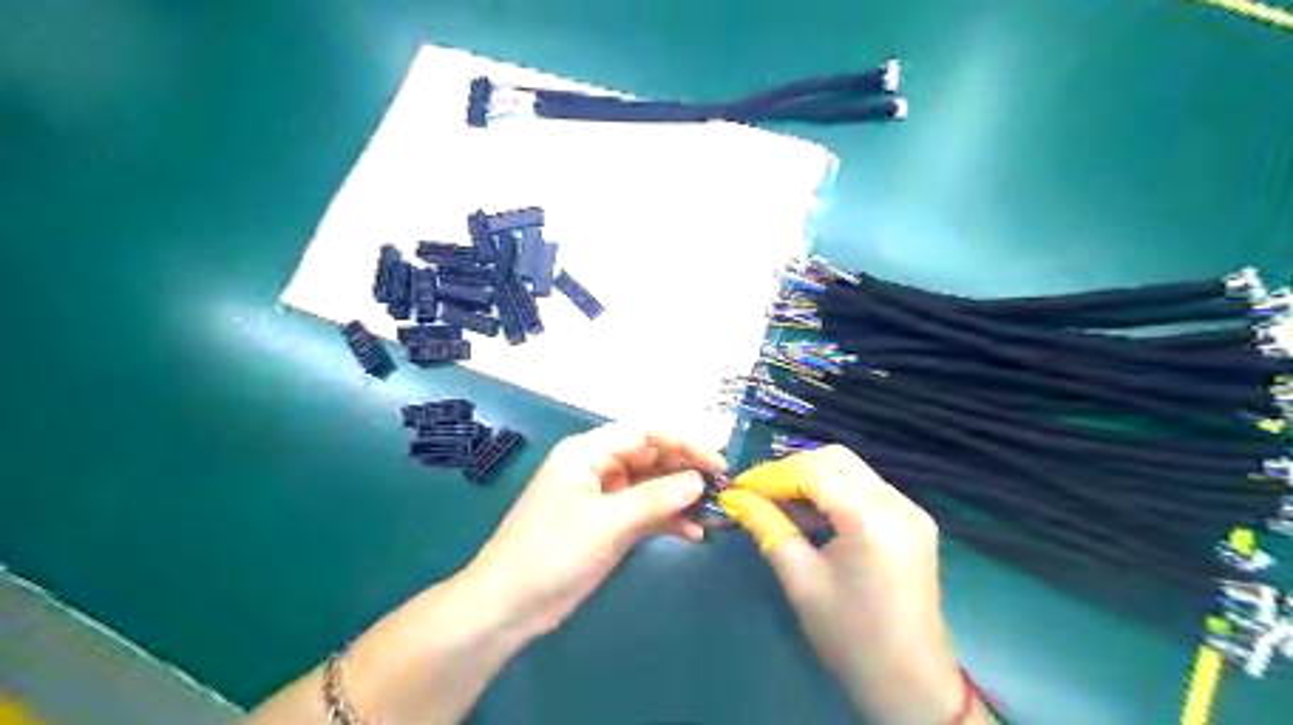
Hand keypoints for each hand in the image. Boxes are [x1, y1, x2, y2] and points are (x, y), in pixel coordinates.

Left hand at [468, 421, 724, 637]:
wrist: (509, 606)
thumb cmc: (552, 553)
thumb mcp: (606, 523)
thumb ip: (655, 498)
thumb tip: (699, 480)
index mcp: (588, 451)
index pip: (646, 431)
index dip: (685, 440)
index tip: (718, 462)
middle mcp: (599, 466)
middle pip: (652, 455)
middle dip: (687, 467)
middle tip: (723, 485)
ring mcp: (605, 496)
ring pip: (653, 484)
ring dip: (682, 495)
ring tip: (715, 510)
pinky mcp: (609, 524)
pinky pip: (646, 511)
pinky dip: (669, 518)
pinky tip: (694, 532)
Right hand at [717, 448, 990, 724]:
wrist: (911, 685)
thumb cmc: (850, 639)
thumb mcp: (801, 581)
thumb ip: (769, 529)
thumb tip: (737, 499)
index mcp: (871, 521)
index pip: (815, 472)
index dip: (773, 475)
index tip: (741, 488)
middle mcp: (898, 505)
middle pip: (837, 459)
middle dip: (793, 469)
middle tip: (759, 492)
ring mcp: (911, 512)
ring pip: (853, 470)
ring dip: (813, 478)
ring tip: (779, 503)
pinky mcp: (914, 523)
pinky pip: (867, 489)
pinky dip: (835, 492)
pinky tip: (812, 514)